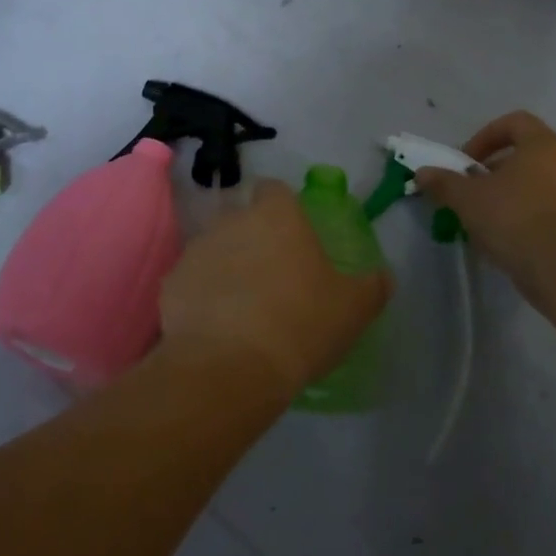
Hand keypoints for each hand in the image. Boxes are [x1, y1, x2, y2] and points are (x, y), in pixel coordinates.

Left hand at [158, 180, 389, 403]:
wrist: (229, 367)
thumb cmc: (300, 325)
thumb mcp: (352, 310)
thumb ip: (372, 286)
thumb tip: (383, 276)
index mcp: (277, 216)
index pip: (275, 189)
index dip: (283, 207)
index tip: (294, 235)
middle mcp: (232, 220)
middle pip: (242, 216)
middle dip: (254, 237)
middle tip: (272, 275)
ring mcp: (197, 249)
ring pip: (215, 246)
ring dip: (227, 265)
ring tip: (242, 305)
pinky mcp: (172, 282)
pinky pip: (192, 280)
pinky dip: (202, 295)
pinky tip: (216, 326)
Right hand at [415, 111, 555, 311]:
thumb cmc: (513, 216)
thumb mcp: (467, 197)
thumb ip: (444, 182)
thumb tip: (422, 173)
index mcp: (541, 144)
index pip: (514, 122)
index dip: (485, 136)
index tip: (466, 161)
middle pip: (522, 155)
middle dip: (491, 171)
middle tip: (469, 190)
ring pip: (532, 184)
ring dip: (504, 195)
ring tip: (481, 218)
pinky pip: (543, 209)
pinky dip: (520, 217)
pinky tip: (500, 238)